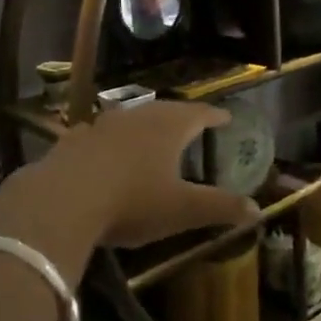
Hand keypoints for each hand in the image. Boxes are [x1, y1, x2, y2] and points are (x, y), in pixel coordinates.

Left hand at [39, 101, 255, 248]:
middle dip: (181, 117)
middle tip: (192, 124)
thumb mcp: (182, 209)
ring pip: (131, 119)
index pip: (199, 113)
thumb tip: (257, 210)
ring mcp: (102, 125)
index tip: (226, 116)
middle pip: (166, 110)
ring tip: (151, 135)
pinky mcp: (73, 141)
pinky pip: (98, 134)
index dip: (215, 115)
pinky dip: (108, 139)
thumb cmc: (133, 201)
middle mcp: (138, 117)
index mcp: (169, 127)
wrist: (62, 201)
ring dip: (144, 125)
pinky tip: (103, 148)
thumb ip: (219, 207)